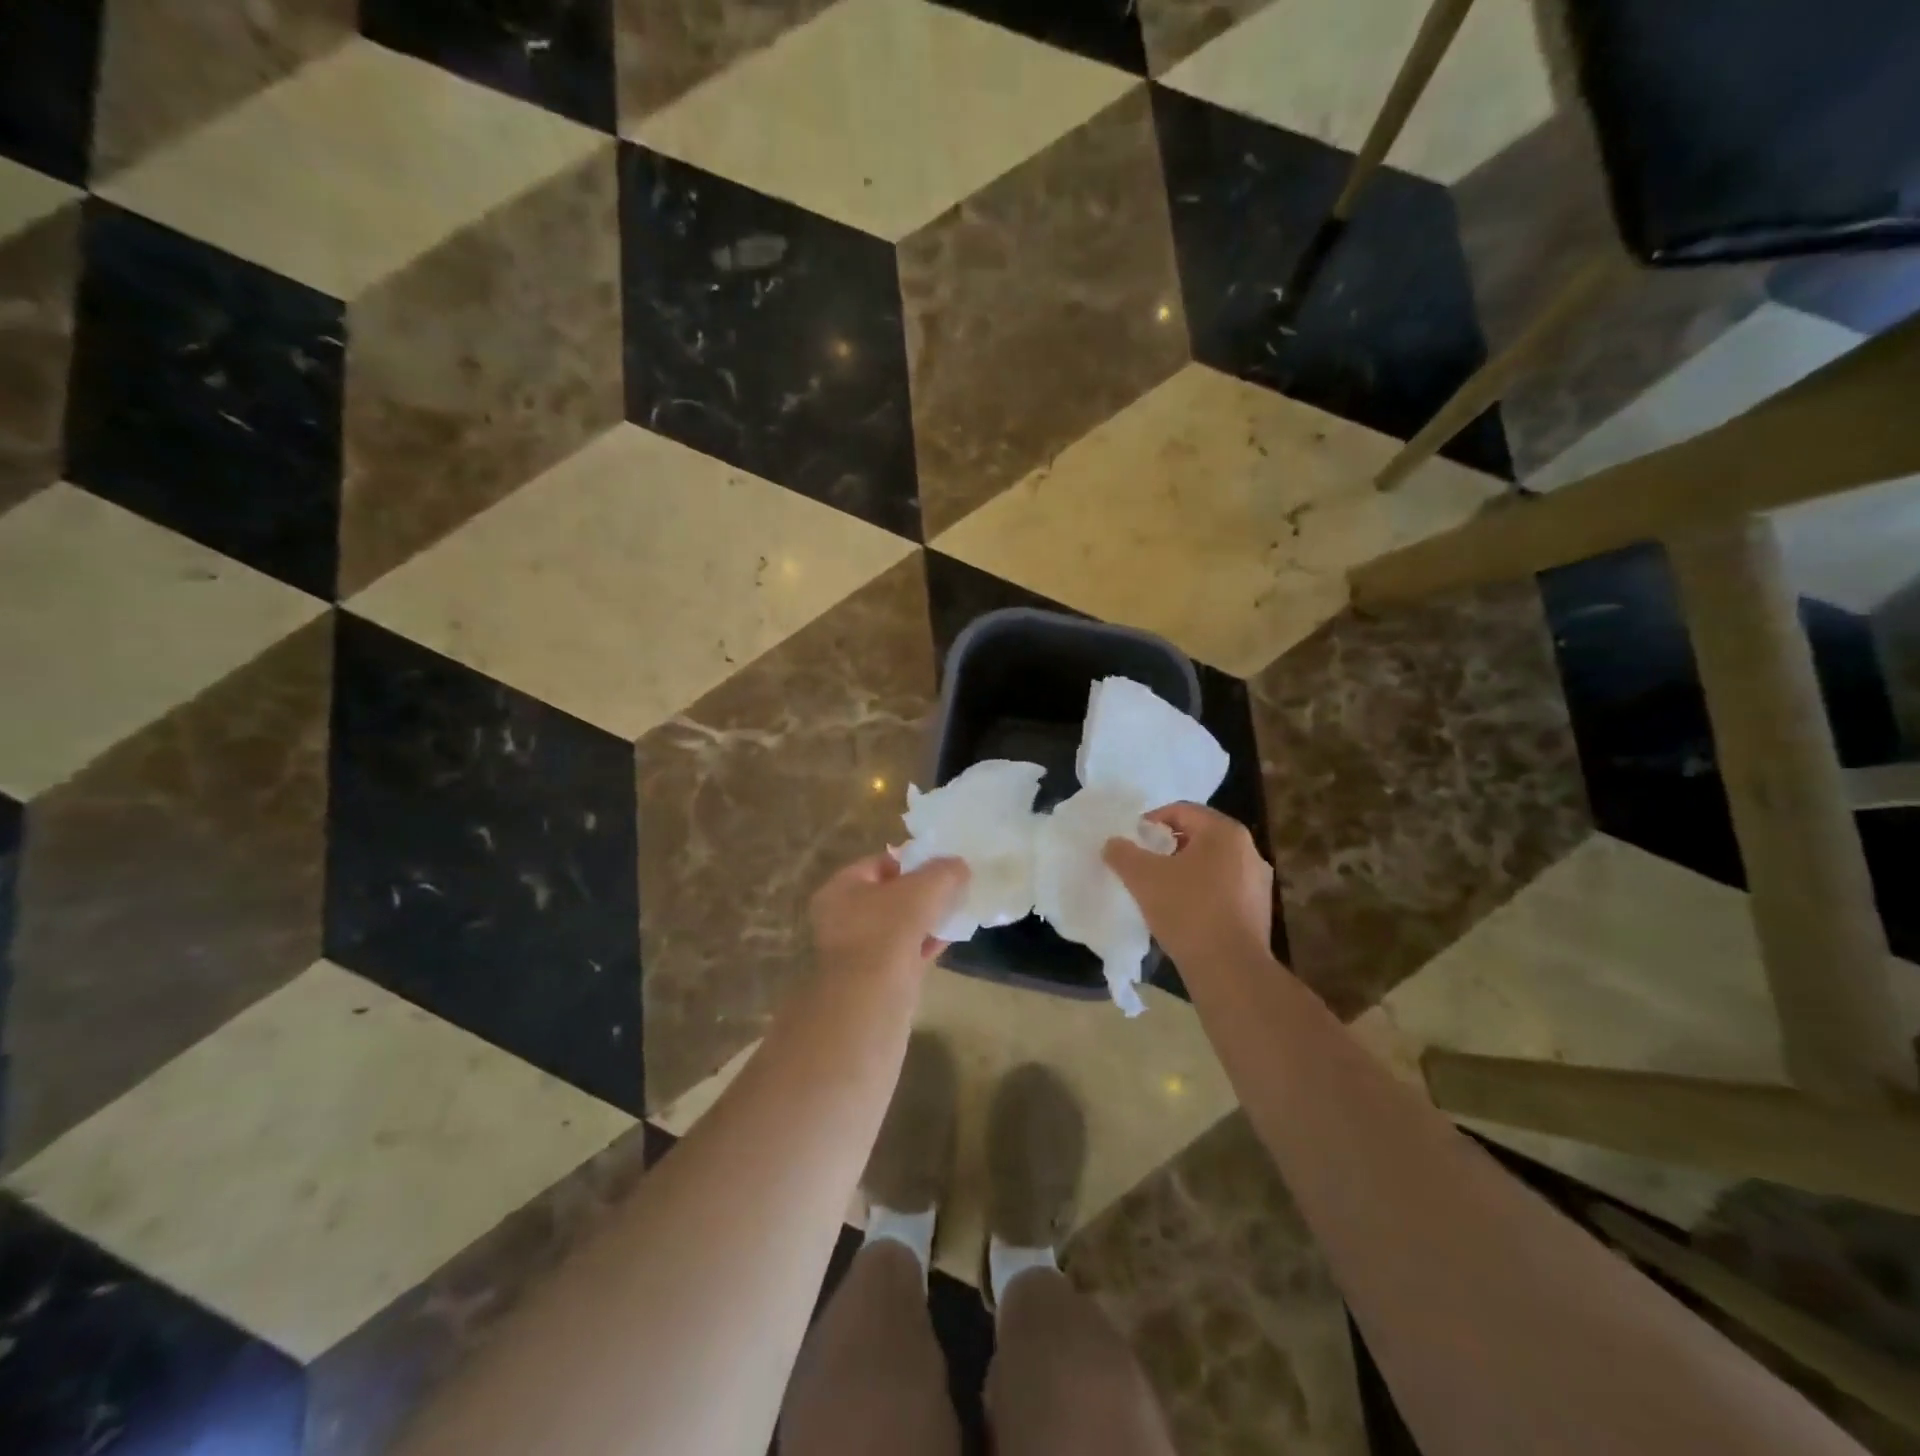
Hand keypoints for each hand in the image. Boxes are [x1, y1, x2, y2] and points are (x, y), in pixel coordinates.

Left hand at [809, 852, 968, 979]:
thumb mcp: (922, 891)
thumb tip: (959, 865)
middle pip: (890, 896)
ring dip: (927, 919)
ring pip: (899, 926)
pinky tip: (952, 939)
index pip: (879, 863)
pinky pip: (905, 953)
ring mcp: (858, 952)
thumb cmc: (887, 932)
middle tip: (953, 888)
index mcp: (841, 889)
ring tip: (958, 911)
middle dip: (922, 893)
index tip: (943, 865)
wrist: (871, 1004)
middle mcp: (842, 918)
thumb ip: (943, 872)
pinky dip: (926, 944)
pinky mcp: (875, 980)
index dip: (912, 861)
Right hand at [1103, 803, 1272, 969]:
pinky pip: (1223, 890)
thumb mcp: (1142, 877)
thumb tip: (1113, 844)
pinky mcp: (1259, 911)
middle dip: (1167, 848)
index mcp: (1224, 832)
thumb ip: (1123, 853)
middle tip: (1142, 865)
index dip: (1150, 822)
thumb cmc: (1187, 910)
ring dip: (1184, 872)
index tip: (1131, 842)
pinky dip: (1201, 893)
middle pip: (1198, 837)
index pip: (1181, 811)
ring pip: (1211, 865)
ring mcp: (1258, 882)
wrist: (1230, 969)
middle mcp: (1248, 850)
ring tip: (1159, 890)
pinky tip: (1182, 913)